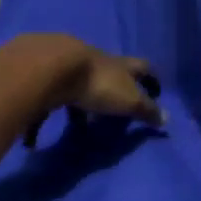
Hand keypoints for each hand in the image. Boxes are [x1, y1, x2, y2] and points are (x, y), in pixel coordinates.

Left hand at [16, 36, 164, 145]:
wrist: (51, 66)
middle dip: (110, 95)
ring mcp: (67, 65)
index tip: (155, 91)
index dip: (150, 78)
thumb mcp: (128, 100)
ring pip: (77, 87)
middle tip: (111, 117)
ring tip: (77, 129)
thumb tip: (166, 118)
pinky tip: (34, 140)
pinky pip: (46, 99)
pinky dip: (43, 118)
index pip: (141, 67)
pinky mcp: (43, 75)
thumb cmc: (97, 84)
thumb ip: (145, 110)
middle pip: (108, 75)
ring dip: (78, 107)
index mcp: (118, 65)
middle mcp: (94, 61)